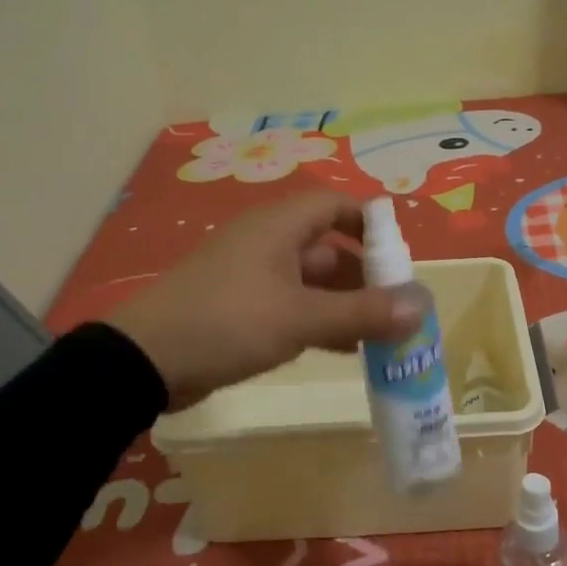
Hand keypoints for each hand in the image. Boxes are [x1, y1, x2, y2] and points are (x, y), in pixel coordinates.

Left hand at [106, 193, 423, 410]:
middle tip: (398, 306)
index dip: (371, 223)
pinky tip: (344, 349)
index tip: (400, 255)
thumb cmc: (228, 323)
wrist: (144, 360)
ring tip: (381, 334)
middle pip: (328, 246)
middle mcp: (267, 242)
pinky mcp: (240, 308)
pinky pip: (292, 305)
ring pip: (312, 281)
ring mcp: (252, 276)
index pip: (335, 204)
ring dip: (345, 303)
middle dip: (365, 275)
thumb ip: (362, 313)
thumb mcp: (300, 318)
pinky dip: (319, 321)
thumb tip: (422, 306)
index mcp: (279, 226)